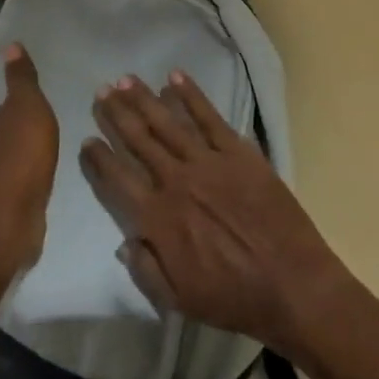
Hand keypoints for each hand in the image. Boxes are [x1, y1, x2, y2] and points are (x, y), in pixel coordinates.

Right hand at [79, 72, 350, 355]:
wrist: (291, 284)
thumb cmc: (233, 298)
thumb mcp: (178, 300)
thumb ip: (145, 269)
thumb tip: (125, 240)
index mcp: (158, 218)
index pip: (118, 179)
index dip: (99, 158)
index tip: (87, 139)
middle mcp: (176, 181)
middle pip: (139, 139)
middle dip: (117, 113)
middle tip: (102, 91)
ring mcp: (208, 162)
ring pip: (168, 122)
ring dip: (144, 98)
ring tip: (126, 79)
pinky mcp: (238, 152)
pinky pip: (209, 117)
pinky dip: (191, 95)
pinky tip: (175, 77)